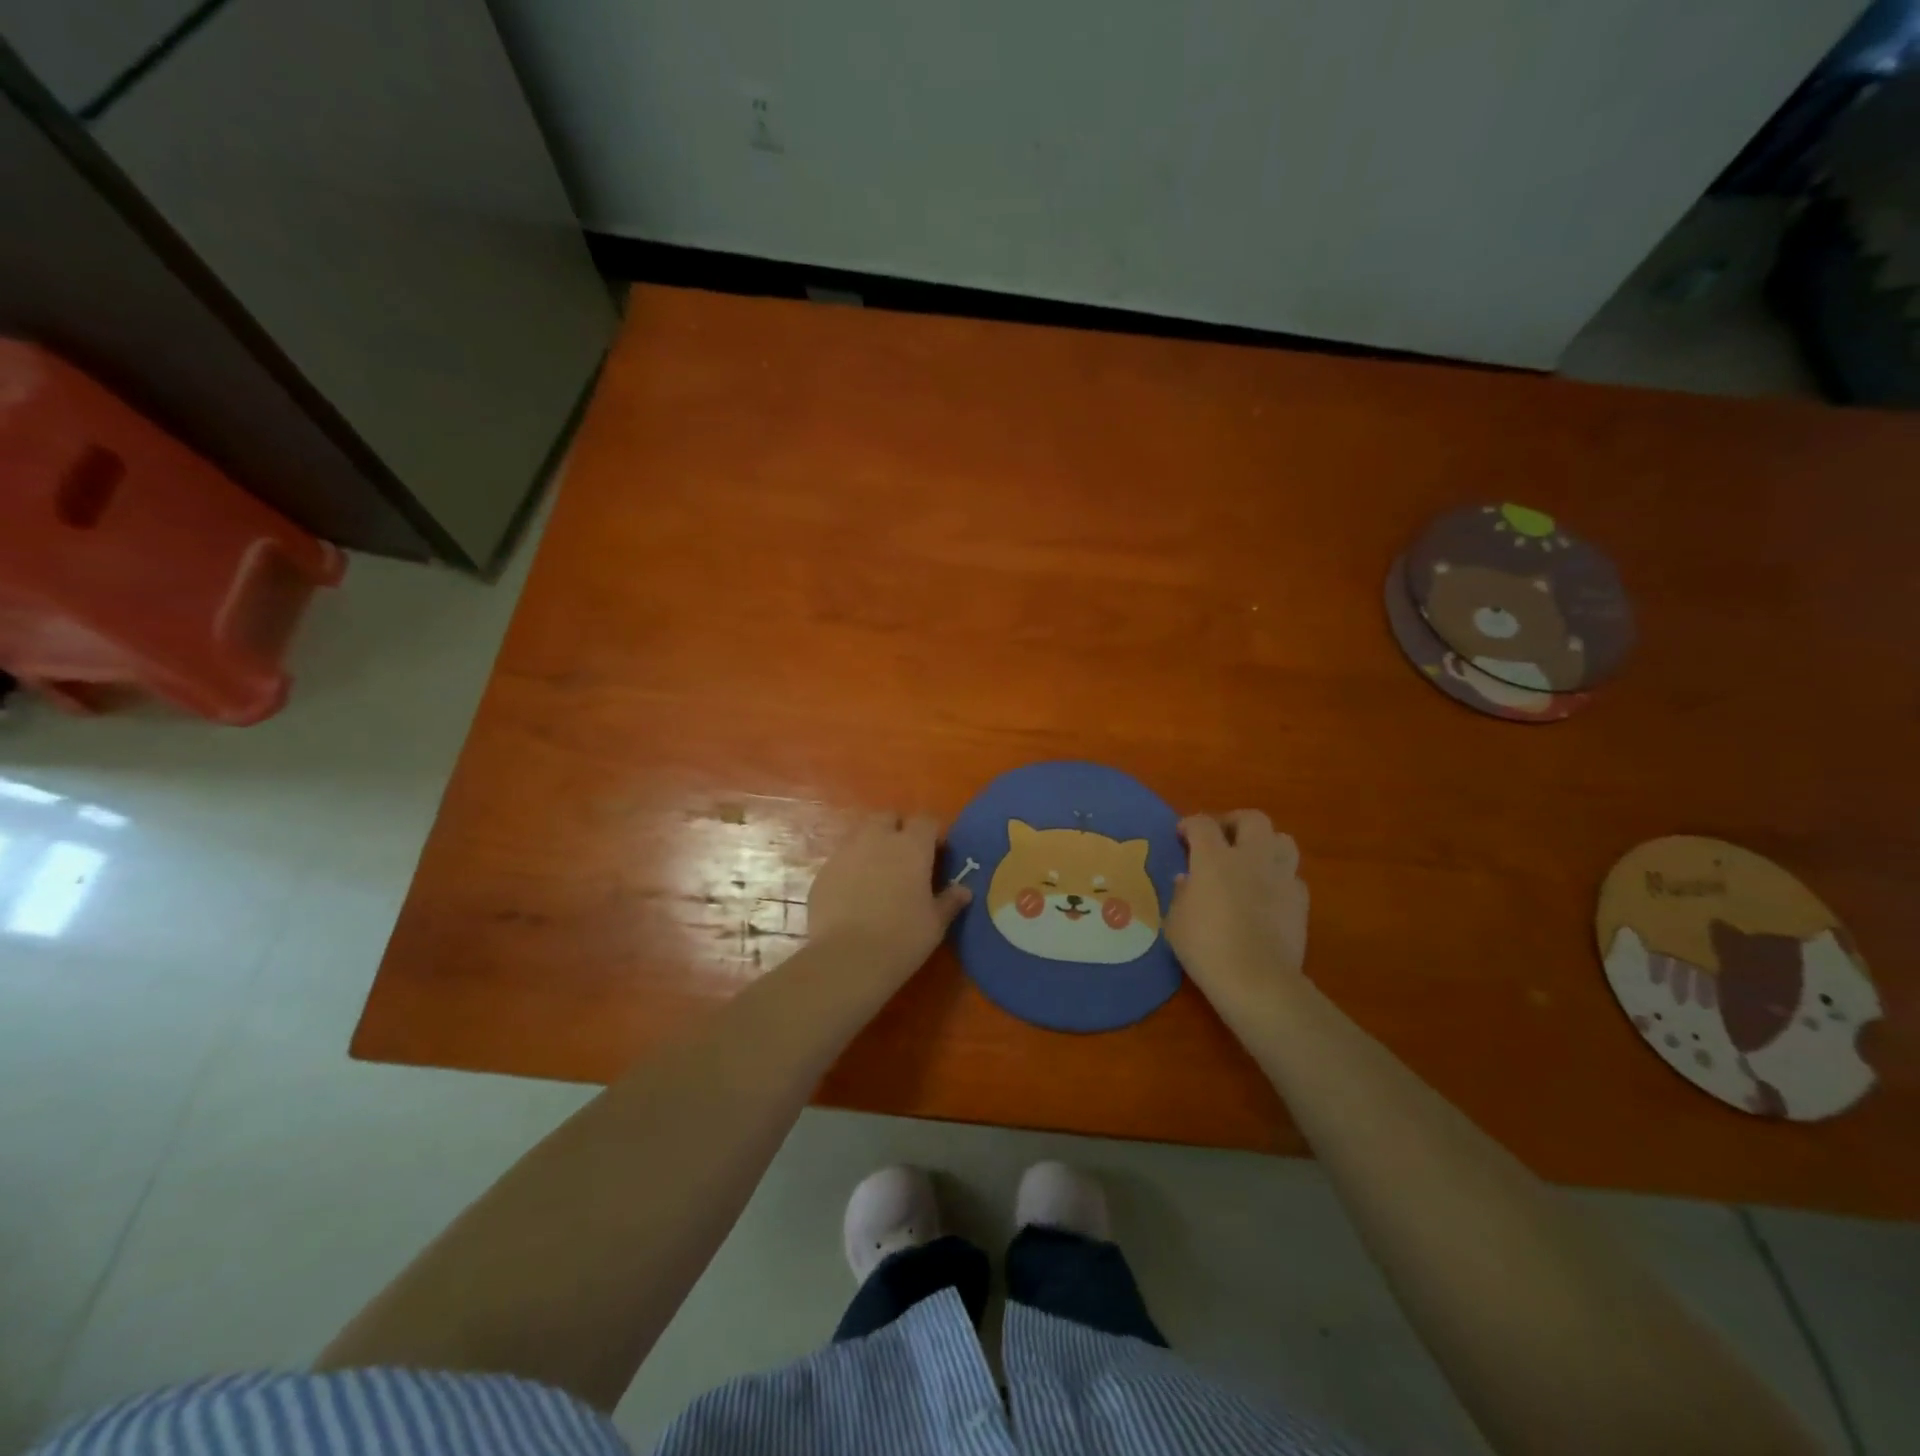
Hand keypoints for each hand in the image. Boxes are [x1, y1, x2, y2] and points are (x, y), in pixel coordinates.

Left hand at [808, 812, 970, 980]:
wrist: (847, 959)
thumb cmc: (902, 938)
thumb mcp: (935, 924)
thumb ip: (949, 901)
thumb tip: (964, 890)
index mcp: (912, 847)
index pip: (925, 821)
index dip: (931, 834)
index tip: (936, 854)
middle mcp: (878, 839)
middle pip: (888, 817)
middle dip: (897, 829)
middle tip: (904, 858)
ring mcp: (846, 852)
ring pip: (861, 834)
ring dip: (872, 845)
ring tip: (878, 874)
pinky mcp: (823, 871)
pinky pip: (842, 859)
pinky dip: (851, 867)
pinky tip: (854, 893)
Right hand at [1166, 811, 1309, 1016]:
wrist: (1256, 980)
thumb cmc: (1206, 948)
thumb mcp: (1175, 921)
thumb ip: (1181, 893)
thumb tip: (1188, 879)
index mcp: (1214, 858)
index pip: (1202, 824)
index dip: (1190, 824)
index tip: (1182, 836)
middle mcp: (1250, 858)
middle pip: (1252, 819)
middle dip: (1234, 822)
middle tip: (1222, 838)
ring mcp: (1280, 877)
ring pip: (1282, 840)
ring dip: (1266, 843)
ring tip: (1252, 859)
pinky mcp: (1300, 900)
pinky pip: (1292, 876)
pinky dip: (1279, 877)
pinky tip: (1268, 893)